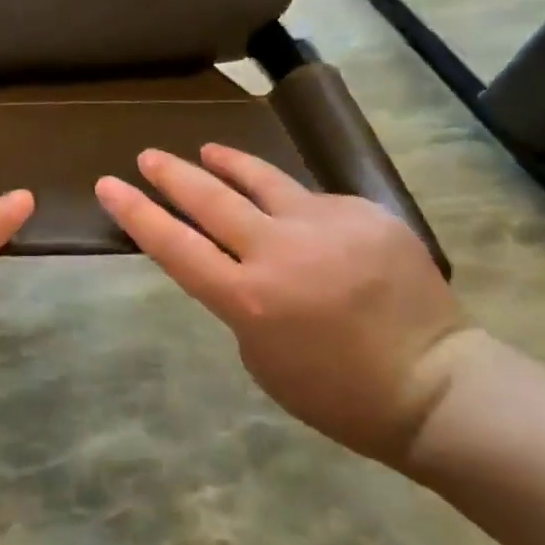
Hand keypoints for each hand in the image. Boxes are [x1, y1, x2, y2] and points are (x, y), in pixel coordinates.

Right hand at [97, 145, 475, 466]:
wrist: (435, 384)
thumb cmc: (337, 393)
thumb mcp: (262, 356)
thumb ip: (240, 300)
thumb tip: (238, 260)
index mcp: (248, 299)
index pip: (174, 245)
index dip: (136, 213)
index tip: (108, 185)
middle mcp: (279, 251)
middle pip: (210, 199)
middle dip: (172, 175)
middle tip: (148, 156)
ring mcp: (325, 224)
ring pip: (261, 180)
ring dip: (227, 164)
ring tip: (206, 151)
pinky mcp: (363, 213)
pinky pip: (314, 202)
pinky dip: (294, 206)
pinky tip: (297, 216)